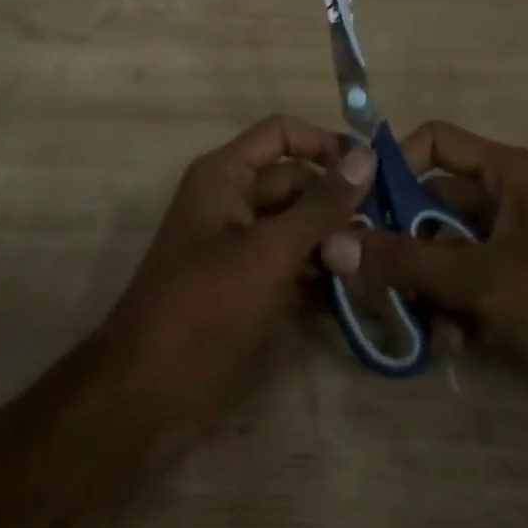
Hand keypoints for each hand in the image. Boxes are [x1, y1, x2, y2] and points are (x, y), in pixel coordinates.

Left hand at [101, 115, 374, 433]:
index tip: (370, 174)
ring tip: (372, 271)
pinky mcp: (250, 286)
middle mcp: (233, 200)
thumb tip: (366, 156)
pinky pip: (293, 265)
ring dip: (334, 245)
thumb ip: (321, 205)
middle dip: (336, 207)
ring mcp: (241, 246)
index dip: (324, 145)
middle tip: (378, 239)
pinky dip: (320, 278)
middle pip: (296, 183)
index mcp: (226, 175)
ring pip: (299, 227)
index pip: (282, 133)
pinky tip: (355, 300)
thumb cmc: (207, 307)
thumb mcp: (270, 251)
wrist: (149, 394)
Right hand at [319, 121, 527, 433]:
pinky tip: (446, 346)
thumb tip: (335, 242)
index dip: (392, 166)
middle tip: (361, 278)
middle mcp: (509, 200)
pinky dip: (454, 310)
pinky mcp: (526, 289)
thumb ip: (409, 261)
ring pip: (448, 251)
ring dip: (424, 284)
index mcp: (508, 174)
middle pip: (434, 204)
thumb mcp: (488, 280)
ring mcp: (517, 247)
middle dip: (400, 241)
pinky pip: (472, 286)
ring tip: (405, 322)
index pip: (434, 143)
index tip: (355, 207)